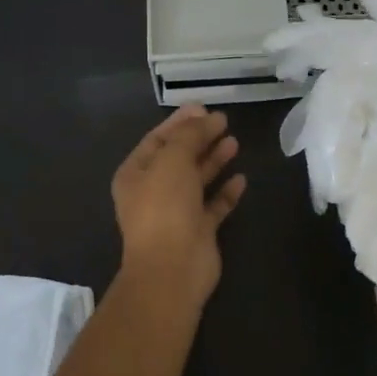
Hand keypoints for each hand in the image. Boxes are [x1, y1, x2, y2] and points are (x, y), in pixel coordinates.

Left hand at [110, 103, 246, 309]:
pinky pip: (214, 205)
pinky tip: (241, 178)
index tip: (204, 107)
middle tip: (224, 121)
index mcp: (136, 174)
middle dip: (200, 139)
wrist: (172, 268)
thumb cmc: (164, 207)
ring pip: (197, 180)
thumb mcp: (173, 160)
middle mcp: (154, 191)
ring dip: (214, 160)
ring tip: (235, 142)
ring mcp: (176, 212)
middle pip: (179, 158)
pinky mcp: (199, 230)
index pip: (157, 139)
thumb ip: (189, 135)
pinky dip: (225, 191)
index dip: (180, 122)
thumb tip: (207, 117)